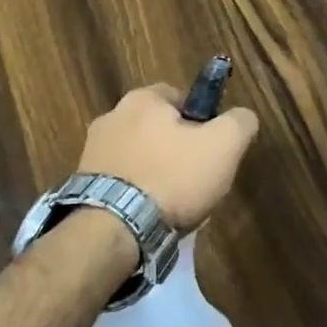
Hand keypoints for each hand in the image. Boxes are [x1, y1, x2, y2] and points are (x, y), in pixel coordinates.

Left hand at [75, 85, 259, 228]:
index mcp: (142, 99)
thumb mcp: (224, 145)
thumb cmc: (173, 177)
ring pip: (138, 157)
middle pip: (156, 128)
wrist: (114, 229)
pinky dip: (135, 195)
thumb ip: (240, 122)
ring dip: (155, 174)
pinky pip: (121, 183)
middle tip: (196, 178)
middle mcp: (111, 117)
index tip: (210, 146)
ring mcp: (92, 152)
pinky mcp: (83, 186)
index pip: (178, 97)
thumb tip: (243, 117)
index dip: (200, 120)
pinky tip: (150, 218)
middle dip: (176, 149)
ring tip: (173, 205)